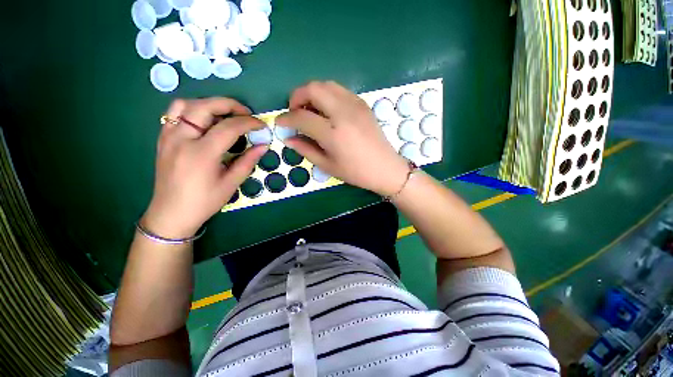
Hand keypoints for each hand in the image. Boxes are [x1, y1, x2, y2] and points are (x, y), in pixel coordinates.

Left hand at [142, 98, 267, 238]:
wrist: (171, 214)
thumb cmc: (204, 202)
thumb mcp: (231, 183)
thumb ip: (248, 161)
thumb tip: (263, 146)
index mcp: (202, 153)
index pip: (229, 127)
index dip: (249, 123)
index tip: (262, 125)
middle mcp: (182, 139)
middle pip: (204, 106)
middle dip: (229, 105)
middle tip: (246, 114)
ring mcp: (168, 137)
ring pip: (186, 105)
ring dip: (209, 104)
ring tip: (224, 115)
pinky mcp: (163, 139)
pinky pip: (175, 114)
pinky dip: (193, 110)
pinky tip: (205, 122)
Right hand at [276, 81, 409, 195]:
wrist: (385, 168)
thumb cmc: (356, 172)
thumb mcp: (328, 166)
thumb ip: (306, 149)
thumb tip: (288, 138)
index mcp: (333, 133)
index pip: (301, 117)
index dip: (286, 119)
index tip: (280, 123)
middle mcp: (343, 113)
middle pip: (312, 88)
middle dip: (297, 97)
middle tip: (295, 113)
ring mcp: (355, 105)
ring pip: (326, 84)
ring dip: (312, 93)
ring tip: (310, 111)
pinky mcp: (363, 104)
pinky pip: (339, 90)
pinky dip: (327, 95)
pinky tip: (327, 111)